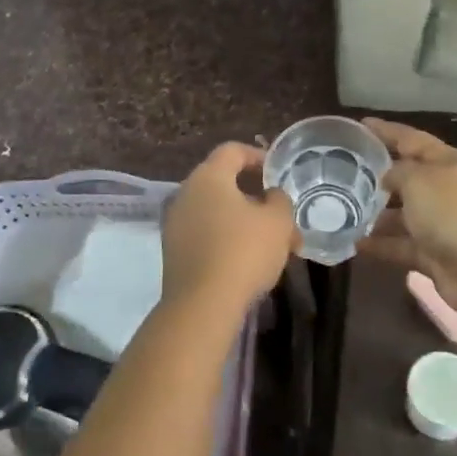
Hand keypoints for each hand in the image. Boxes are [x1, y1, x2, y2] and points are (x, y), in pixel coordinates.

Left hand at [161, 143, 296, 309]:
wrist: (203, 305)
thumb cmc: (244, 251)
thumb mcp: (278, 221)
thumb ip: (279, 199)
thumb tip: (271, 195)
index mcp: (208, 177)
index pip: (232, 151)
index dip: (258, 156)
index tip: (278, 173)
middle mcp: (185, 193)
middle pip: (224, 183)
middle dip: (256, 196)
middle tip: (281, 214)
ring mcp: (175, 223)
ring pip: (217, 212)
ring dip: (245, 221)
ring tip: (275, 244)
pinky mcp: (174, 251)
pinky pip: (206, 233)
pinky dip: (228, 238)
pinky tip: (250, 260)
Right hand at [361, 119, 456, 319]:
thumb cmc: (451, 211)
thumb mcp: (418, 179)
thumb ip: (397, 172)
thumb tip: (387, 179)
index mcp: (448, 163)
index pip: (413, 139)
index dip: (387, 131)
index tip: (361, 124)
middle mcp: (446, 191)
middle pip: (409, 179)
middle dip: (380, 177)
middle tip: (344, 175)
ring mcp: (442, 225)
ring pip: (404, 216)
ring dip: (377, 216)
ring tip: (344, 214)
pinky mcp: (435, 256)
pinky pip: (402, 246)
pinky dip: (381, 245)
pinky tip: (356, 244)